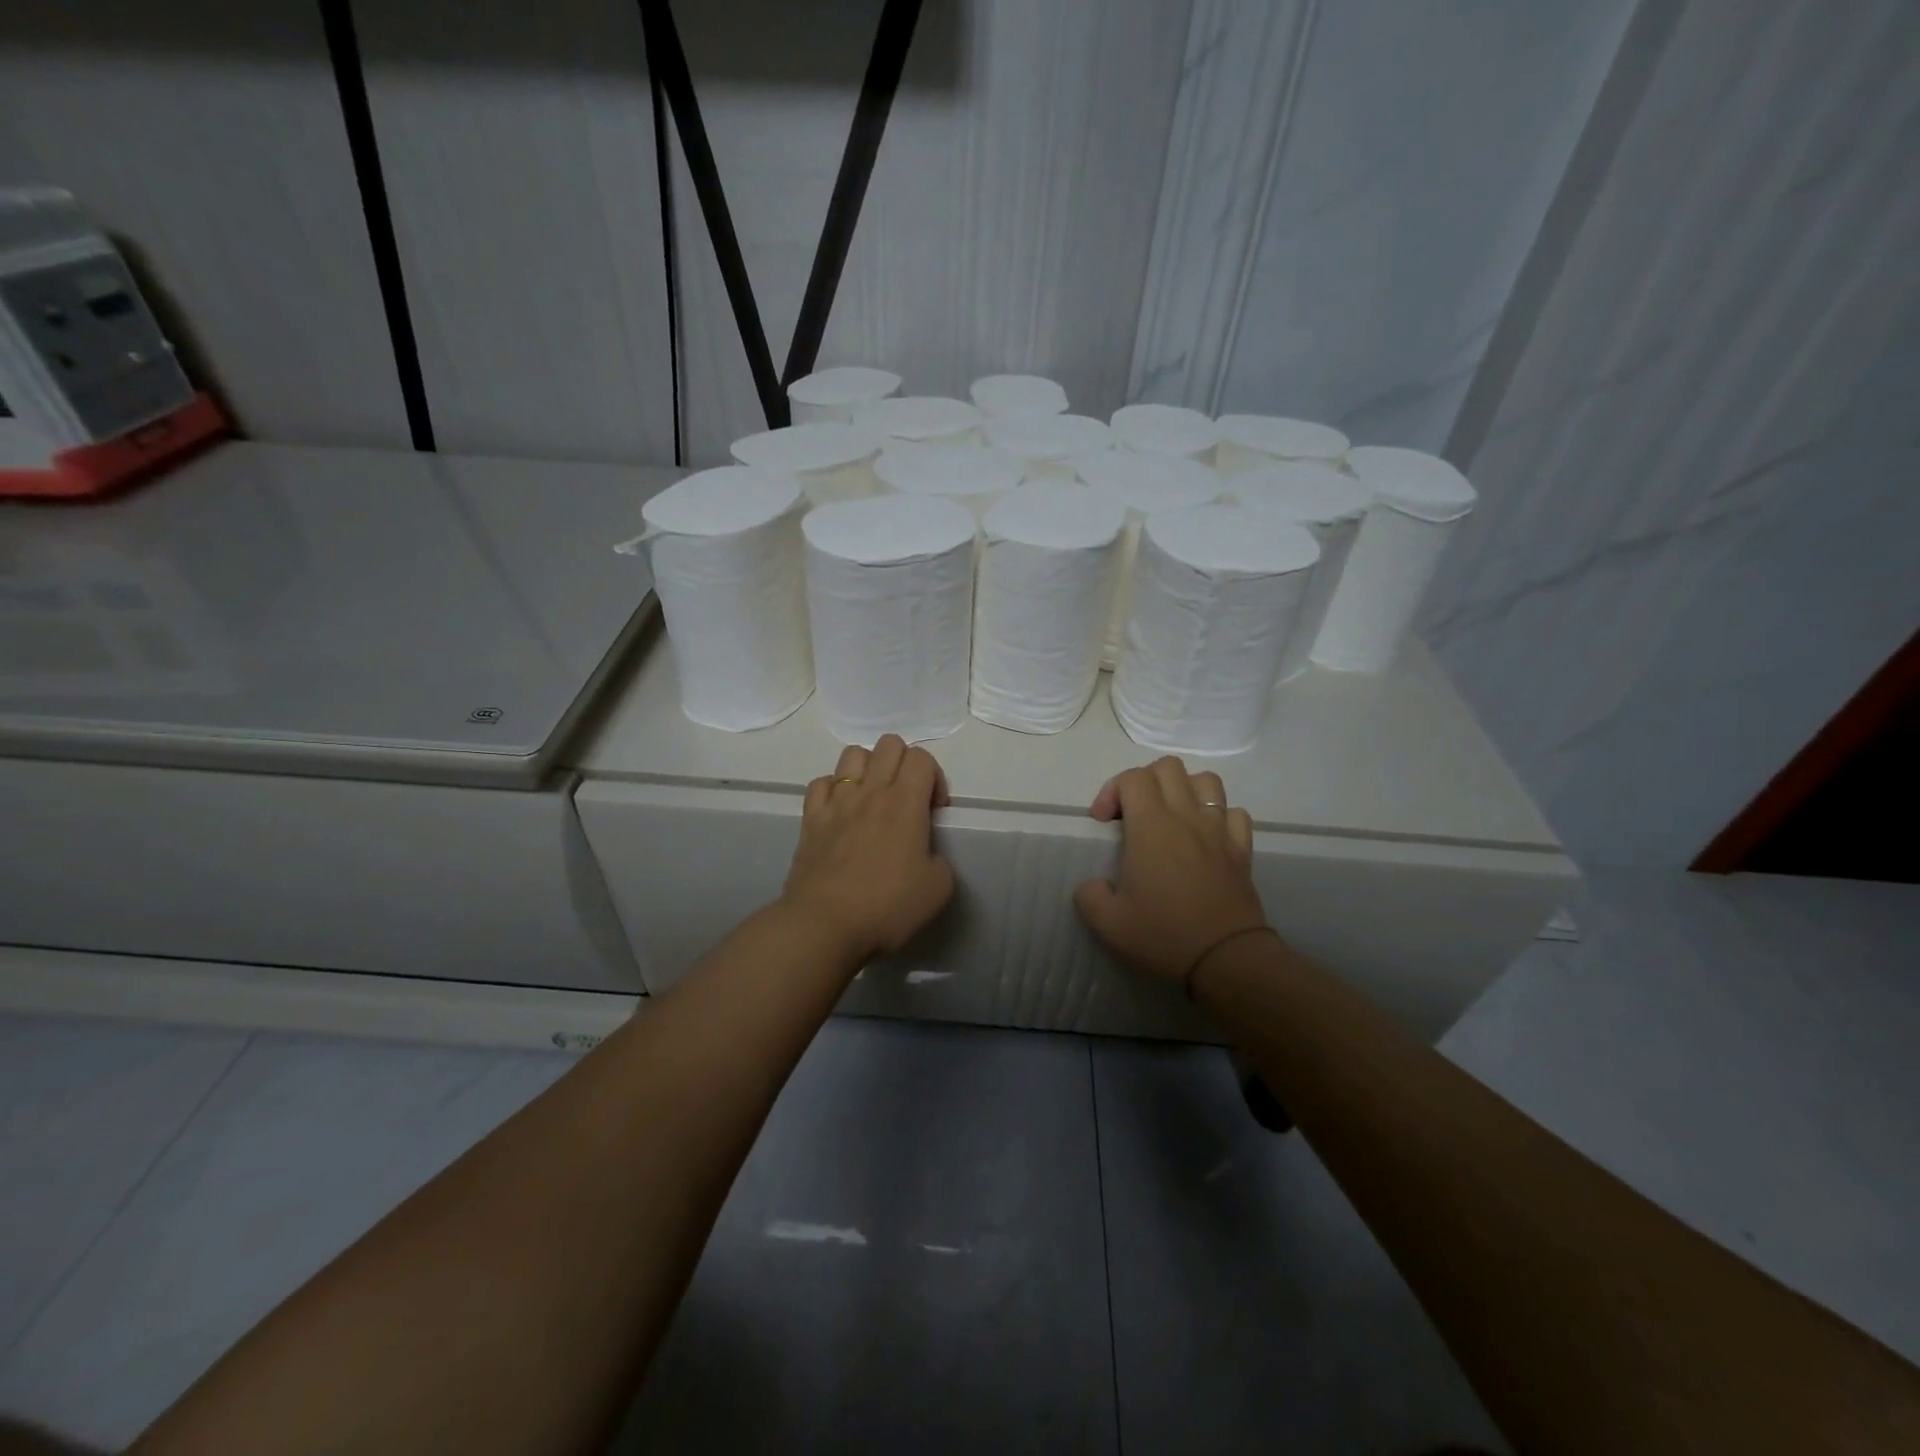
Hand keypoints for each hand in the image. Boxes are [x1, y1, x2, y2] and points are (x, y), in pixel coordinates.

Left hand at [781, 735, 954, 964]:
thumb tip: (925, 854)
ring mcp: (837, 802)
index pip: (922, 757)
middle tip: (907, 799)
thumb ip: (939, 860)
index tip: (935, 811)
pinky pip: (821, 783)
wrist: (825, 924)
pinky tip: (840, 812)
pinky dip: (833, 789)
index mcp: (906, 802)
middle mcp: (871, 791)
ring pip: (852, 754)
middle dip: (904, 763)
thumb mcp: (938, 889)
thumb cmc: (887, 906)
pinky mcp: (810, 819)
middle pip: (889, 744)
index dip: (935, 778)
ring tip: (873, 799)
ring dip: (868, 768)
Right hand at [1074, 758, 1268, 980]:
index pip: (1132, 777)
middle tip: (1132, 814)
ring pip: (1206, 780)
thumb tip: (1093, 885)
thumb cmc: (1164, 935)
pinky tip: (1206, 837)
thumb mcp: (1108, 924)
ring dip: (1184, 789)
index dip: (1111, 791)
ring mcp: (1219, 830)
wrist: (1227, 959)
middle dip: (1144, 781)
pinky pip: (1234, 812)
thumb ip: (1089, 895)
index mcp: (1151, 826)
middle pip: (1168, 767)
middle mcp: (1186, 817)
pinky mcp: (1242, 849)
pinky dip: (1218, 815)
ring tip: (1170, 816)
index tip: (1102, 822)